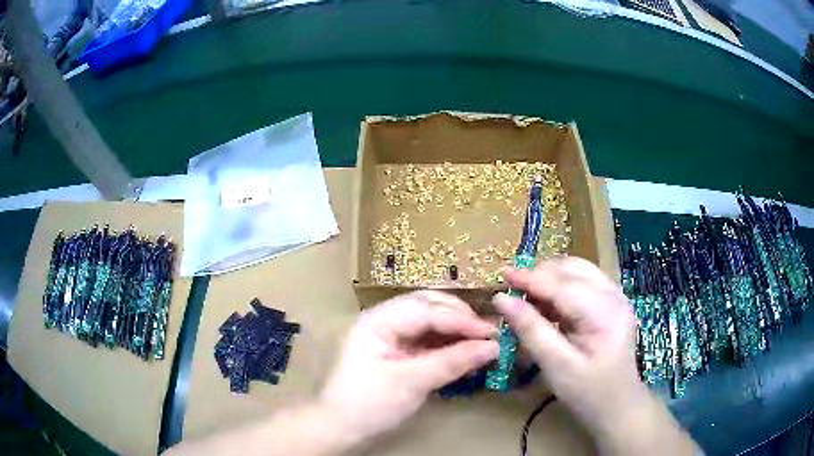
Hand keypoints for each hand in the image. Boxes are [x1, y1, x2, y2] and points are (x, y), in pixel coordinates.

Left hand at [319, 291, 498, 445]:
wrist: (340, 429)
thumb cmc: (369, 404)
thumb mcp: (411, 383)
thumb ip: (452, 362)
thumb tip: (493, 347)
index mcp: (379, 320)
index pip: (428, 310)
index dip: (462, 320)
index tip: (493, 333)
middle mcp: (385, 321)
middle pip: (428, 307)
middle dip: (460, 318)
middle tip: (488, 333)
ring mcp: (390, 337)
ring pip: (430, 323)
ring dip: (456, 331)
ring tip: (481, 343)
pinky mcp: (397, 353)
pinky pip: (427, 341)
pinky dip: (447, 346)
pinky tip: (464, 354)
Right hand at [493, 257, 645, 434]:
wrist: (617, 405)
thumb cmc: (586, 391)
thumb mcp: (555, 366)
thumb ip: (530, 330)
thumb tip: (501, 300)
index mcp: (605, 312)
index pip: (562, 285)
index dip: (531, 278)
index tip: (502, 274)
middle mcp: (614, 295)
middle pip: (573, 269)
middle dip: (541, 274)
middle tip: (513, 289)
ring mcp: (616, 297)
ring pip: (579, 270)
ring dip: (551, 277)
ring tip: (528, 294)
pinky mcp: (612, 303)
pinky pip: (583, 281)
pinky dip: (561, 286)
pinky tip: (547, 302)